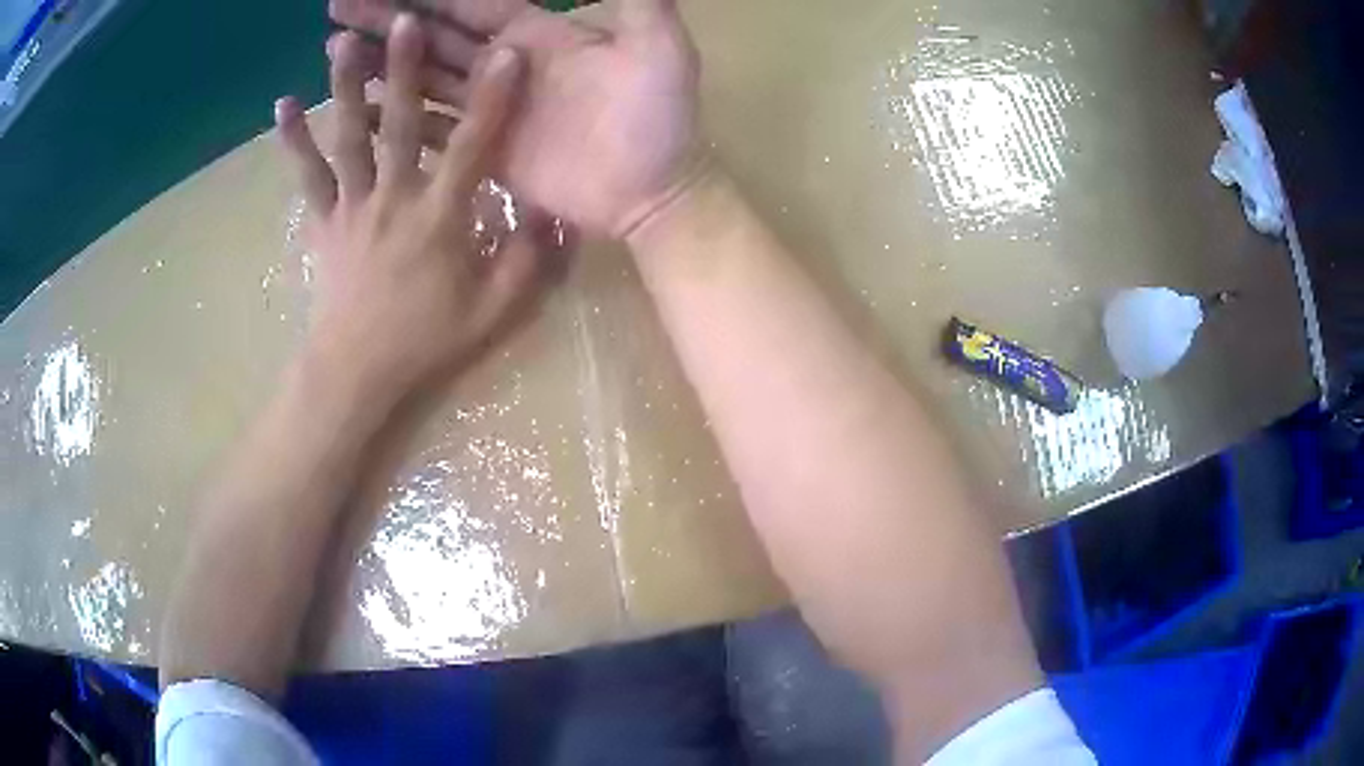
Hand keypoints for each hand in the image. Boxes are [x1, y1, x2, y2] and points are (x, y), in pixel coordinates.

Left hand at [275, 16, 549, 398]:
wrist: (357, 373)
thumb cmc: (425, 340)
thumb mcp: (494, 311)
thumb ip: (528, 260)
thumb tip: (554, 211)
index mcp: (440, 217)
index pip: (472, 148)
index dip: (491, 99)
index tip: (505, 53)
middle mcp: (393, 198)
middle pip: (399, 124)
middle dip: (404, 68)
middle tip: (404, 20)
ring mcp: (352, 207)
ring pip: (348, 138)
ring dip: (345, 87)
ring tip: (342, 41)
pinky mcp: (324, 221)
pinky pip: (307, 176)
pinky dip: (292, 141)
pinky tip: (282, 105)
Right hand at [331, 0, 702, 238]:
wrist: (654, 190)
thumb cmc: (661, 117)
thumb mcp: (657, 43)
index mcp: (536, 35)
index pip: (471, 4)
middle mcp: (502, 66)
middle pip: (434, 35)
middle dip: (387, 19)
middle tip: (338, 8)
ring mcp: (488, 110)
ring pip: (423, 78)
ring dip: (381, 64)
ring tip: (335, 50)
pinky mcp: (482, 151)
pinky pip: (431, 130)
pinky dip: (397, 119)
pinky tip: (362, 111)